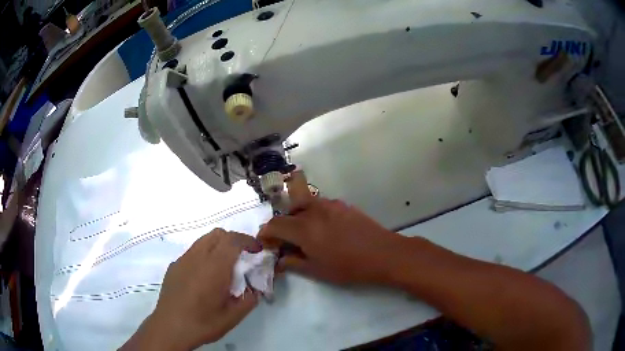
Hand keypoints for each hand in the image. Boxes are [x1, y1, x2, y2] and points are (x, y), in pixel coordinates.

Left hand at [121, 229, 261, 350]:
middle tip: (242, 257)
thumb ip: (249, 300)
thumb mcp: (233, 316)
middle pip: (218, 234)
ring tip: (224, 266)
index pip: (233, 240)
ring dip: (218, 245)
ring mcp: (183, 260)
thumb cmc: (203, 322)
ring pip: (204, 240)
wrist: (170, 327)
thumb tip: (256, 290)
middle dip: (234, 240)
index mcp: (214, 267)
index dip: (248, 240)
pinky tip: (204, 276)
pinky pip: (193, 252)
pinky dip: (204, 254)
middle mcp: (197, 257)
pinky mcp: (174, 266)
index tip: (257, 250)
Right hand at [258, 172, 404, 284]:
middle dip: (281, 226)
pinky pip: (319, 205)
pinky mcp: (342, 205)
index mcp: (304, 228)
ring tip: (303, 235)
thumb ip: (293, 263)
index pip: (275, 224)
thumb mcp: (317, 270)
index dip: (266, 233)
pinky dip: (312, 214)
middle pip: (287, 213)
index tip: (265, 243)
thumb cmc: (349, 267)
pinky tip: (323, 229)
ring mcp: (330, 204)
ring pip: (303, 205)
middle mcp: (314, 210)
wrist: (383, 254)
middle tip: (284, 242)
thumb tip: (279, 260)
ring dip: (296, 218)